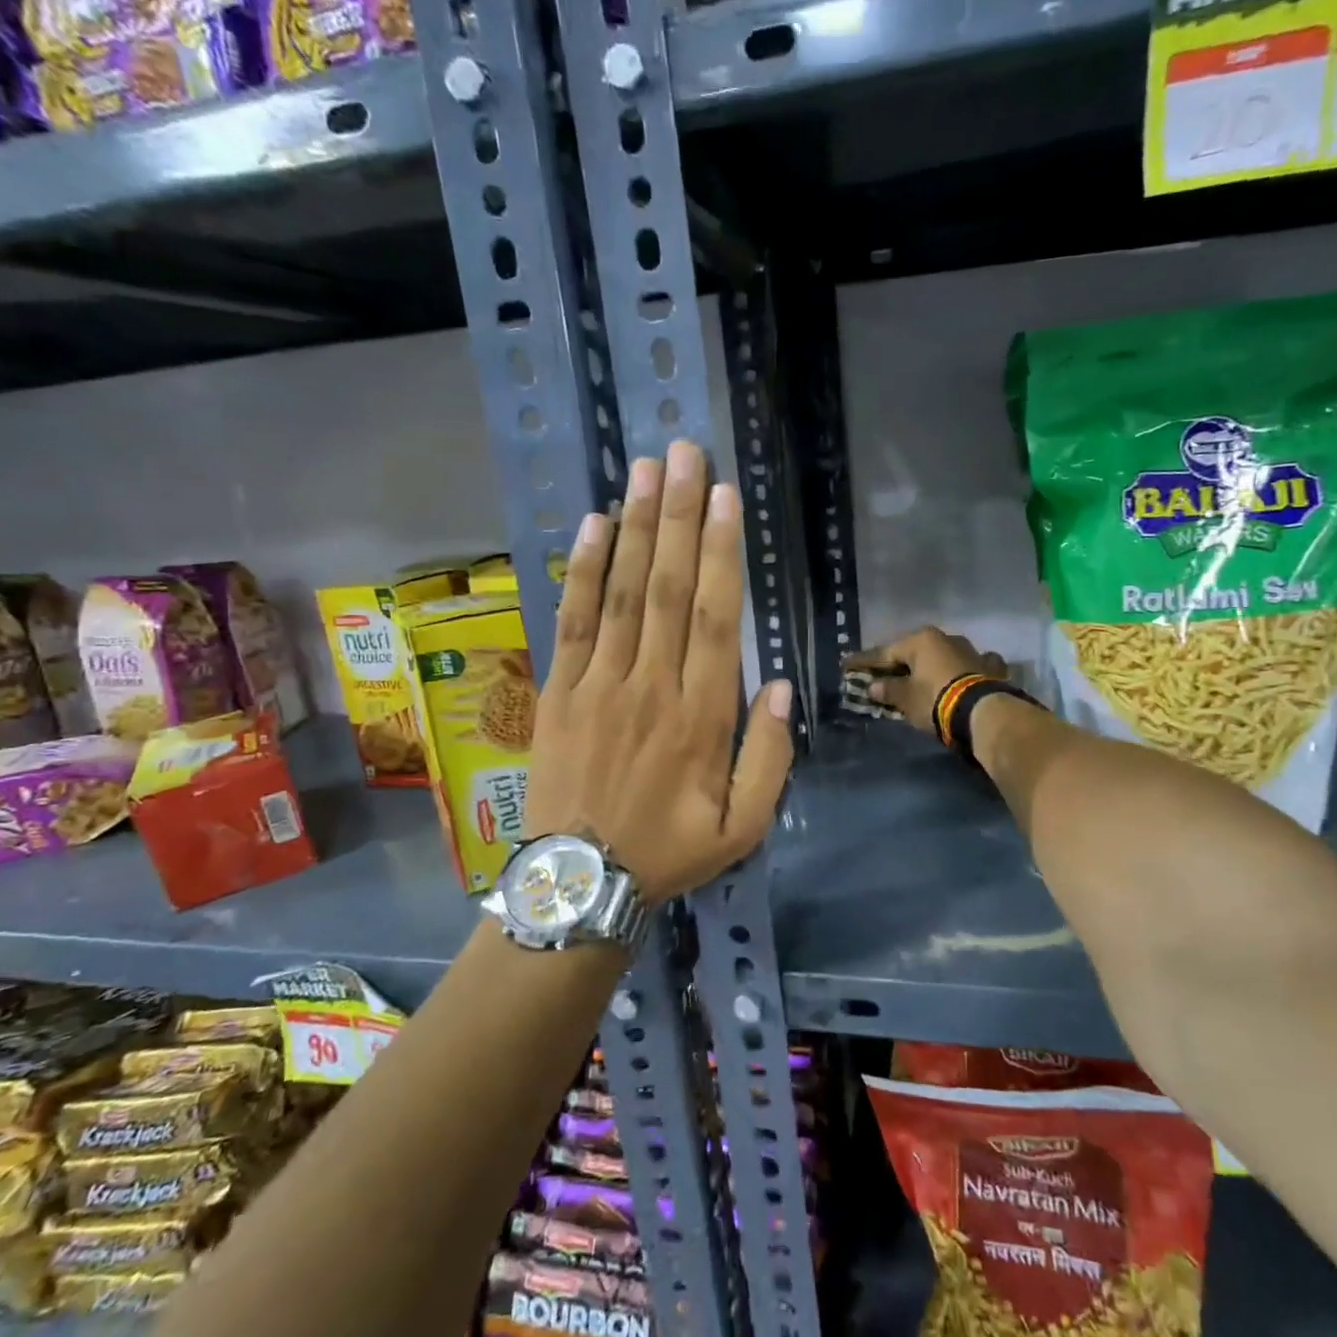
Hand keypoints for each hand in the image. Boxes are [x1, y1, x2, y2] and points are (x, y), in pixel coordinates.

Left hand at [523, 441, 794, 905]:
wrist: (581, 883)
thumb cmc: (669, 852)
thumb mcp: (743, 826)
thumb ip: (768, 756)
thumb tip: (776, 684)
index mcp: (701, 717)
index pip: (714, 617)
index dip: (721, 552)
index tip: (725, 497)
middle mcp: (651, 686)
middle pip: (667, 588)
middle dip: (680, 516)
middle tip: (685, 454)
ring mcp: (599, 685)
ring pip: (621, 593)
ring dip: (635, 527)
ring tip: (644, 469)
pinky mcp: (559, 692)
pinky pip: (573, 621)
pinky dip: (582, 571)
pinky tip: (593, 525)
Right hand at [845, 626, 1006, 737]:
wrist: (984, 712)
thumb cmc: (935, 700)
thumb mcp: (905, 698)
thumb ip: (888, 690)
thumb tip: (873, 686)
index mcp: (921, 640)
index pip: (884, 652)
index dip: (863, 662)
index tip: (846, 665)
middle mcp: (946, 638)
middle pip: (914, 653)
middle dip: (899, 664)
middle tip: (882, 674)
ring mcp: (972, 651)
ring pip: (943, 657)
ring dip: (931, 666)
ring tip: (921, 678)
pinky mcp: (990, 668)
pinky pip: (969, 667)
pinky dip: (962, 672)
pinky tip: (962, 677)